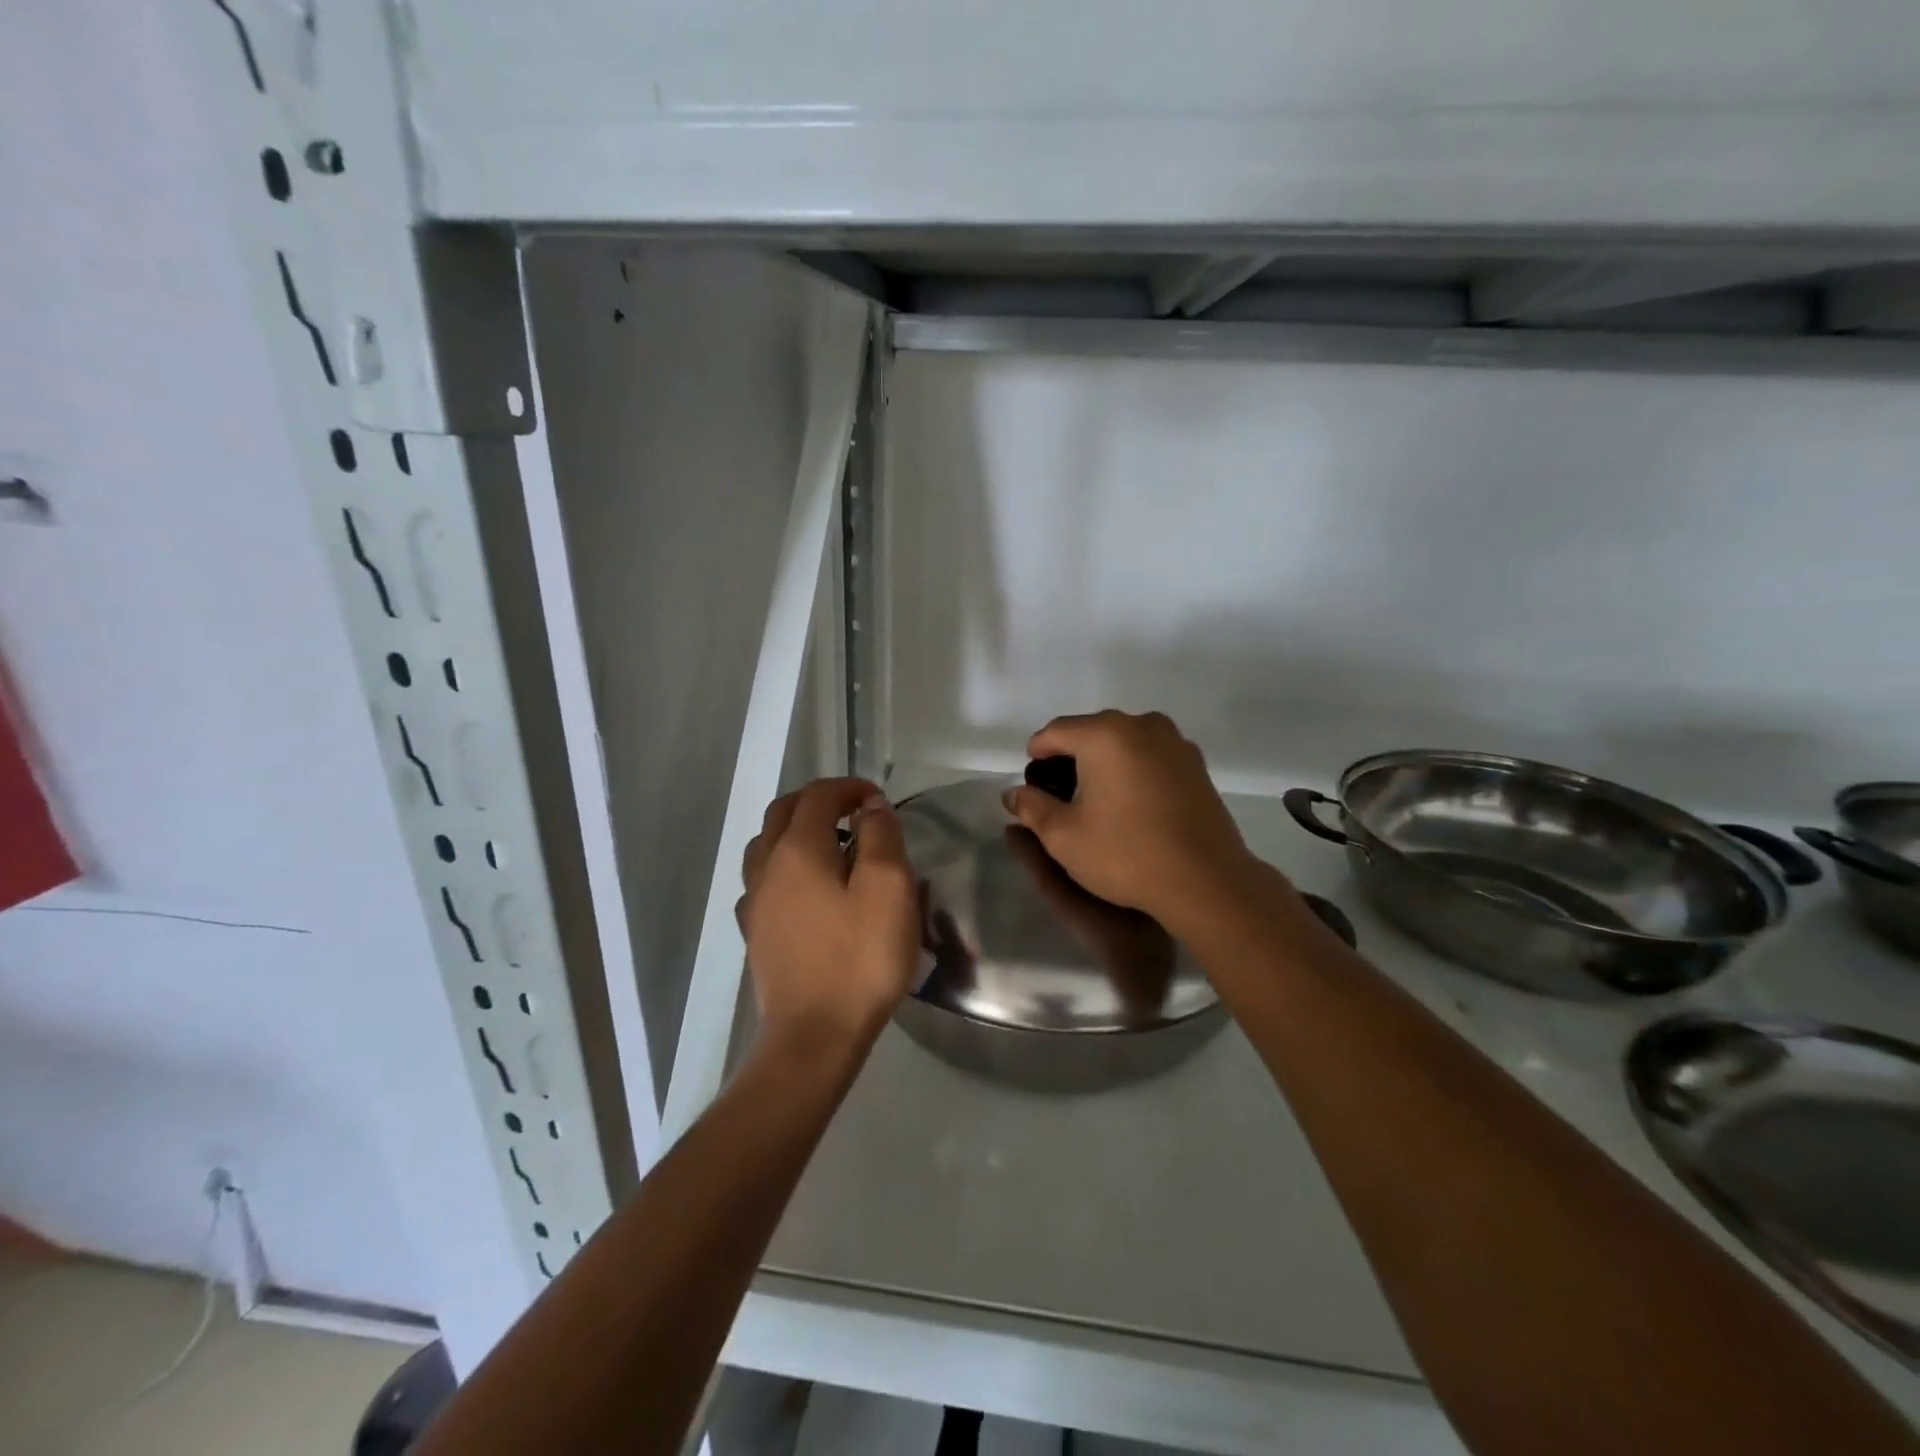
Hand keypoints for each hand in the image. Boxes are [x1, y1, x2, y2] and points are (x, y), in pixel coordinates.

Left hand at [737, 778, 919, 1049]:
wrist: (814, 1036)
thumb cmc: (859, 958)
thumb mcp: (888, 889)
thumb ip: (881, 836)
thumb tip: (871, 806)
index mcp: (798, 849)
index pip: (818, 796)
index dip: (849, 788)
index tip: (878, 799)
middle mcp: (767, 867)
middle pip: (783, 813)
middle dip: (818, 802)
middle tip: (853, 811)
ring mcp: (755, 903)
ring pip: (765, 846)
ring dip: (796, 832)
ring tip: (831, 846)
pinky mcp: (755, 934)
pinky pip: (762, 882)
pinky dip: (784, 868)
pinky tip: (805, 890)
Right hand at [1002, 711, 1266, 929]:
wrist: (1206, 881)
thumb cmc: (1125, 854)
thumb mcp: (1063, 837)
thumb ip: (1031, 808)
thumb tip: (1014, 793)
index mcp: (1104, 734)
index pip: (1055, 732)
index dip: (1037, 756)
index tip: (1033, 785)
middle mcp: (1141, 725)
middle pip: (1091, 732)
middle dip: (1071, 758)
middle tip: (1062, 797)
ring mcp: (1175, 742)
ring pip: (1124, 742)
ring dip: (1105, 763)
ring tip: (1098, 801)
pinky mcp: (1196, 764)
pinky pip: (1151, 756)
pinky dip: (1135, 770)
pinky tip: (1133, 805)